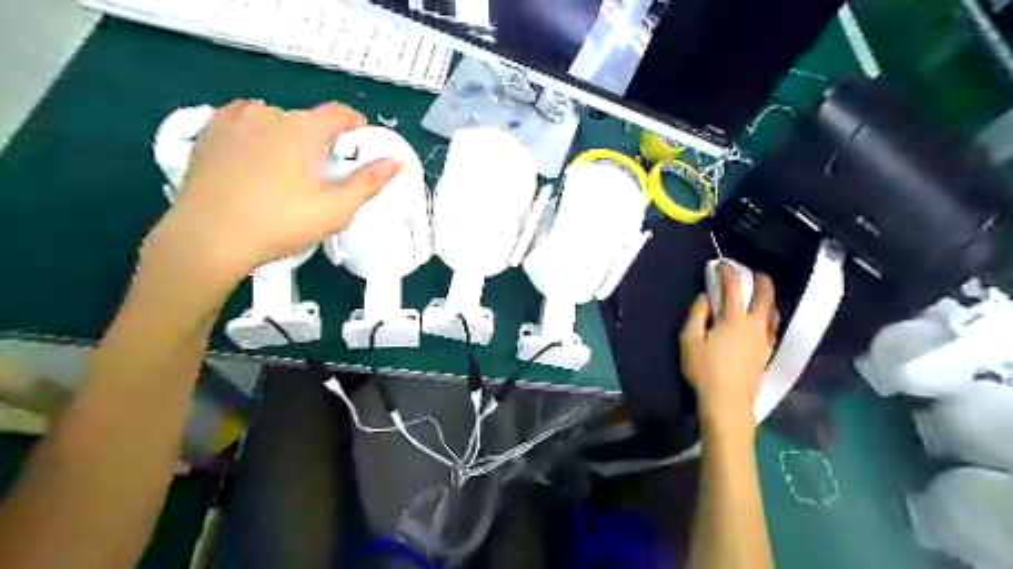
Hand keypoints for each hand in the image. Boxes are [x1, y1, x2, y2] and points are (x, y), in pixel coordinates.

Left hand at [142, 97, 404, 288]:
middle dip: (321, 143)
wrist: (207, 239)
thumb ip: (369, 182)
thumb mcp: (336, 209)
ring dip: (288, 139)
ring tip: (287, 175)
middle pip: (307, 120)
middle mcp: (266, 114)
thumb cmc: (279, 224)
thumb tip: (395, 162)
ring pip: (275, 122)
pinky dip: (257, 139)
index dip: (357, 128)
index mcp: (301, 129)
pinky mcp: (208, 134)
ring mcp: (232, 121)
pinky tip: (256, 166)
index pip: (340, 113)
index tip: (359, 149)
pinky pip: (243, 126)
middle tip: (323, 177)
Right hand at [680, 261, 776, 427]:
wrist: (727, 401)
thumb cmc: (704, 369)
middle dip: (760, 281)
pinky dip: (770, 316)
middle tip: (755, 273)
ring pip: (772, 312)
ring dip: (768, 298)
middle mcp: (754, 325)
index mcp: (733, 319)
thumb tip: (704, 298)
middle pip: (764, 297)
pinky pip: (772, 327)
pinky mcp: (766, 353)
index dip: (728, 273)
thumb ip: (696, 315)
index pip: (733, 288)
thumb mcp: (689, 340)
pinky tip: (766, 319)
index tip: (722, 264)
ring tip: (762, 294)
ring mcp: (763, 339)